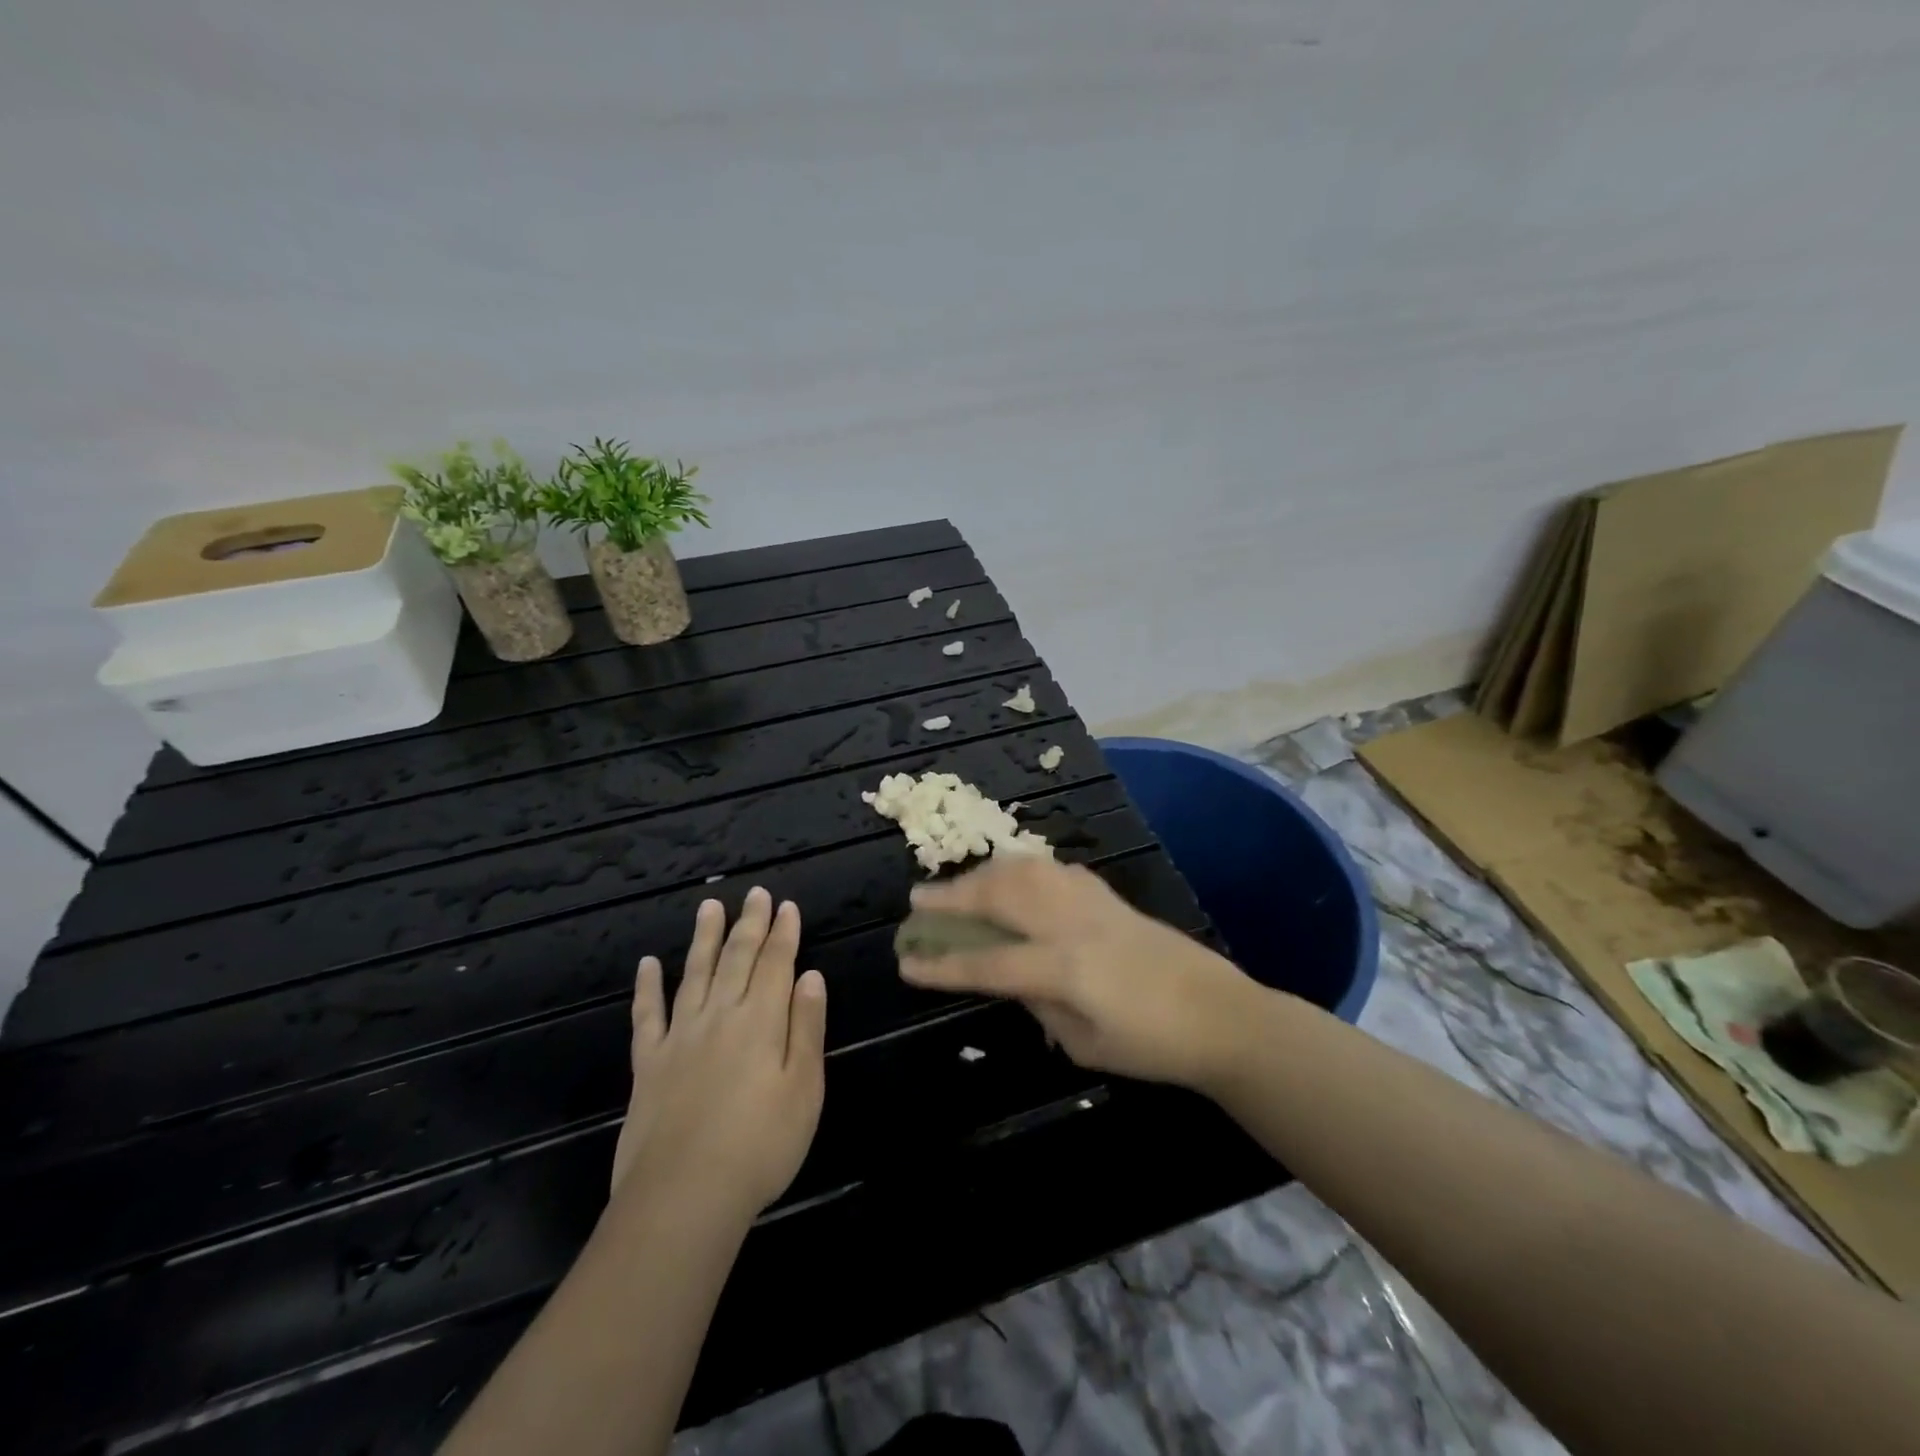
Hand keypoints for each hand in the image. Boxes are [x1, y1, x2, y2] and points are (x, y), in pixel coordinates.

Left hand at [609, 887, 827, 1216]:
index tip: (787, 906)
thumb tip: (811, 976)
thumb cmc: (760, 1146)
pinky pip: (648, 1015)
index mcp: (761, 1021)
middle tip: (755, 893)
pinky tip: (647, 965)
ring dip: (704, 938)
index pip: (776, 963)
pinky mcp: (649, 1064)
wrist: (683, 1197)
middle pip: (737, 959)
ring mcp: (680, 1037)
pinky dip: (647, 987)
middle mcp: (720, 1016)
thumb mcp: (805, 1088)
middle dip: (749, 923)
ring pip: (695, 974)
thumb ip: (807, 1027)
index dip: (783, 933)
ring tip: (709, 906)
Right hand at [898, 857, 1264, 1093]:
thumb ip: (1039, 1005)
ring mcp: (1091, 902)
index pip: (988, 963)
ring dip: (982, 874)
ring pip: (1024, 870)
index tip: (906, 962)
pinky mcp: (1107, 894)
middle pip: (999, 897)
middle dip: (952, 897)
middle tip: (917, 901)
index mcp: (1066, 969)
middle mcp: (1072, 923)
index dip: (943, 964)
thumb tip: (1009, 978)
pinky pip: (1052, 869)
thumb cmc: (1153, 1046)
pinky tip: (1012, 878)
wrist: (1221, 1015)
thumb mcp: (1085, 1045)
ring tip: (959, 885)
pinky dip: (1021, 869)